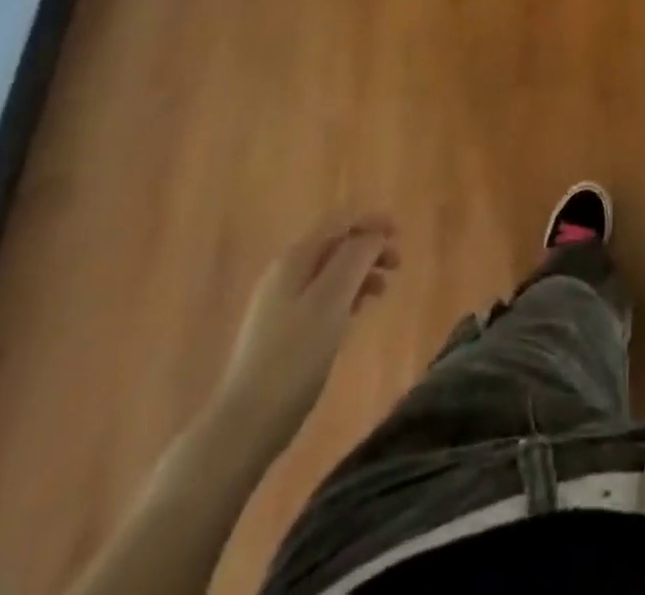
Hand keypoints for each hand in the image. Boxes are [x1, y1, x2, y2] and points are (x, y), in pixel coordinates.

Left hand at [214, 212, 398, 452]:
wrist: (245, 424)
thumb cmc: (294, 357)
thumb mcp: (331, 300)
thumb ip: (355, 258)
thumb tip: (373, 234)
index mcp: (296, 258)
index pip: (339, 221)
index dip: (371, 220)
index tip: (400, 234)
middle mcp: (285, 272)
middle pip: (334, 244)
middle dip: (368, 247)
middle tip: (397, 266)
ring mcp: (279, 302)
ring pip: (329, 271)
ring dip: (360, 272)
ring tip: (382, 292)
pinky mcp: (281, 330)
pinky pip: (321, 296)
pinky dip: (345, 295)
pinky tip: (355, 314)